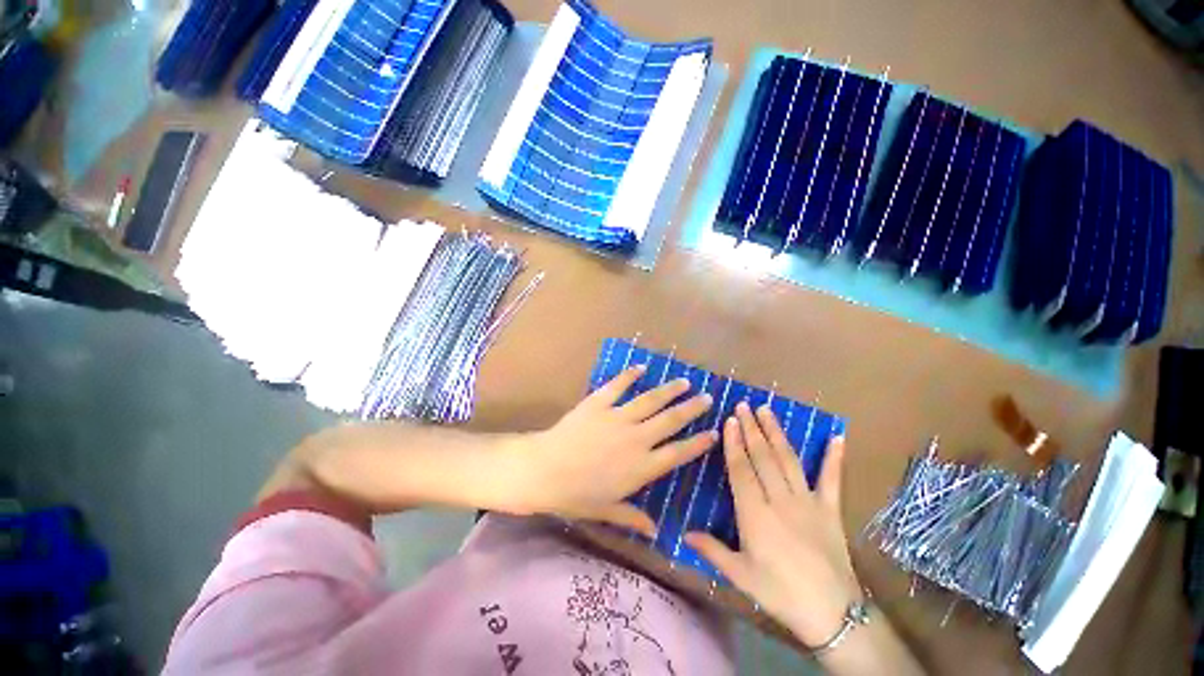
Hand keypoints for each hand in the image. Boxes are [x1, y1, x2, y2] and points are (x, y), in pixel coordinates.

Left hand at [517, 365, 715, 534]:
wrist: (544, 470)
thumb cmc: (575, 495)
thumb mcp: (606, 511)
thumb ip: (633, 517)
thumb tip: (656, 532)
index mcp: (641, 467)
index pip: (678, 453)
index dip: (698, 443)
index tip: (714, 433)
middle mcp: (636, 439)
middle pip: (671, 421)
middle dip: (692, 409)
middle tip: (708, 398)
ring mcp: (618, 417)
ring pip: (651, 400)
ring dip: (670, 390)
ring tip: (684, 381)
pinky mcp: (599, 402)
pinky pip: (618, 385)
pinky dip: (630, 375)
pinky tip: (641, 367)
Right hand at [685, 402, 860, 647]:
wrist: (832, 614)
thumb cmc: (780, 593)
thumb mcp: (740, 575)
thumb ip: (712, 550)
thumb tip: (684, 533)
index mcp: (755, 514)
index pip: (741, 470)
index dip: (734, 443)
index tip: (730, 420)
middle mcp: (779, 500)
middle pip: (762, 457)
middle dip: (752, 429)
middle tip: (744, 405)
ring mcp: (807, 502)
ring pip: (788, 460)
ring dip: (776, 433)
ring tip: (767, 411)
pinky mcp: (830, 509)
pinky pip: (831, 479)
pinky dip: (834, 458)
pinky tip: (837, 438)